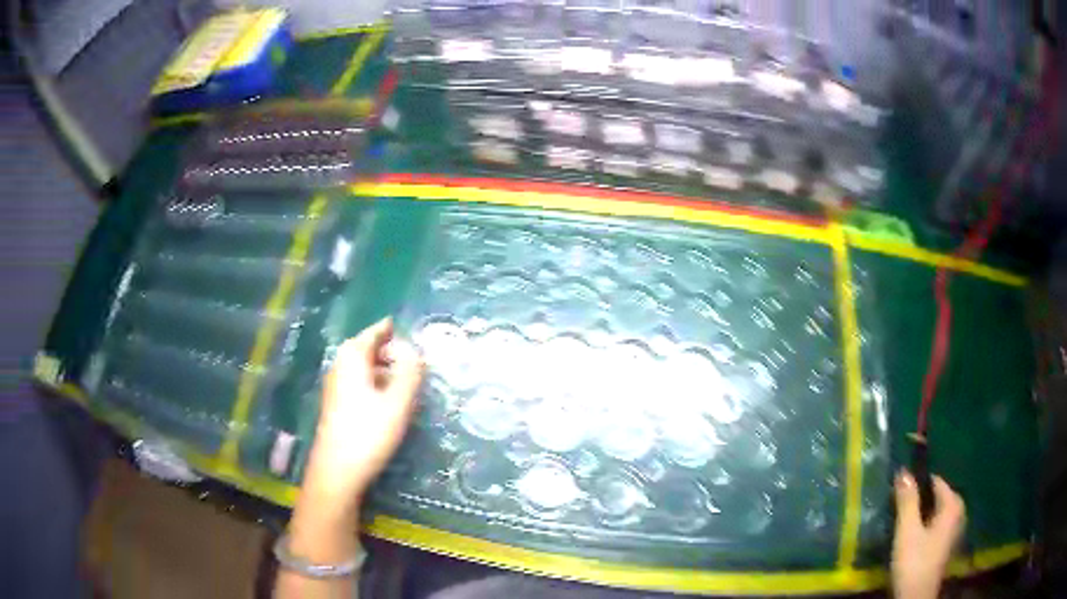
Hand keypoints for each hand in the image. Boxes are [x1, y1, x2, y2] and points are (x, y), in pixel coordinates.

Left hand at [303, 317, 425, 508]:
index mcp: (352, 358)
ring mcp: (335, 387)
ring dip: (382, 367)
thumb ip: (410, 373)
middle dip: (388, 348)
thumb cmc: (368, 432)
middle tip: (413, 356)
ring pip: (362, 367)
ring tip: (405, 377)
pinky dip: (374, 382)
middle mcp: (340, 367)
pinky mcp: (336, 405)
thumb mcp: (398, 402)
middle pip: (365, 348)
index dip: (390, 330)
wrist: (337, 470)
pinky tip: (388, 399)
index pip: (373, 333)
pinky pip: (358, 382)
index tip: (409, 330)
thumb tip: (416, 351)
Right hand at [892, 470, 965, 598]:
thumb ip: (907, 501)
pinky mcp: (946, 545)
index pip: (934, 482)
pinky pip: (935, 526)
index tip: (897, 494)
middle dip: (918, 502)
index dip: (916, 485)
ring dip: (919, 517)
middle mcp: (958, 512)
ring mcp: (954, 530)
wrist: (916, 598)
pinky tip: (910, 540)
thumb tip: (904, 471)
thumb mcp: (907, 531)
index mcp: (953, 504)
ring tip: (902, 527)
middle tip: (897, 513)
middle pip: (935, 498)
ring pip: (934, 514)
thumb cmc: (914, 562)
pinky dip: (924, 528)